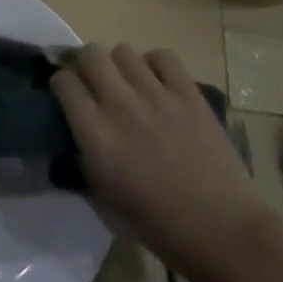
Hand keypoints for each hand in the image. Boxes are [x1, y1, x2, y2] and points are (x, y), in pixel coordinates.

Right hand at [51, 45, 278, 281]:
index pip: (64, 82)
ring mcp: (158, 97)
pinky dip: (155, 64)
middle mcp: (121, 107)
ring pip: (124, 51)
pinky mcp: (190, 95)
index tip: (67, 95)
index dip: (61, 84)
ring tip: (127, 84)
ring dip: (119, 65)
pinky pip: (163, 57)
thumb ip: (82, 160)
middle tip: (93, 84)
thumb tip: (76, 136)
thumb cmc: (158, 226)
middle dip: (85, 65)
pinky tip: (158, 84)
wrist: (222, 230)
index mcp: (97, 137)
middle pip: (91, 55)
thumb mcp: (102, 200)